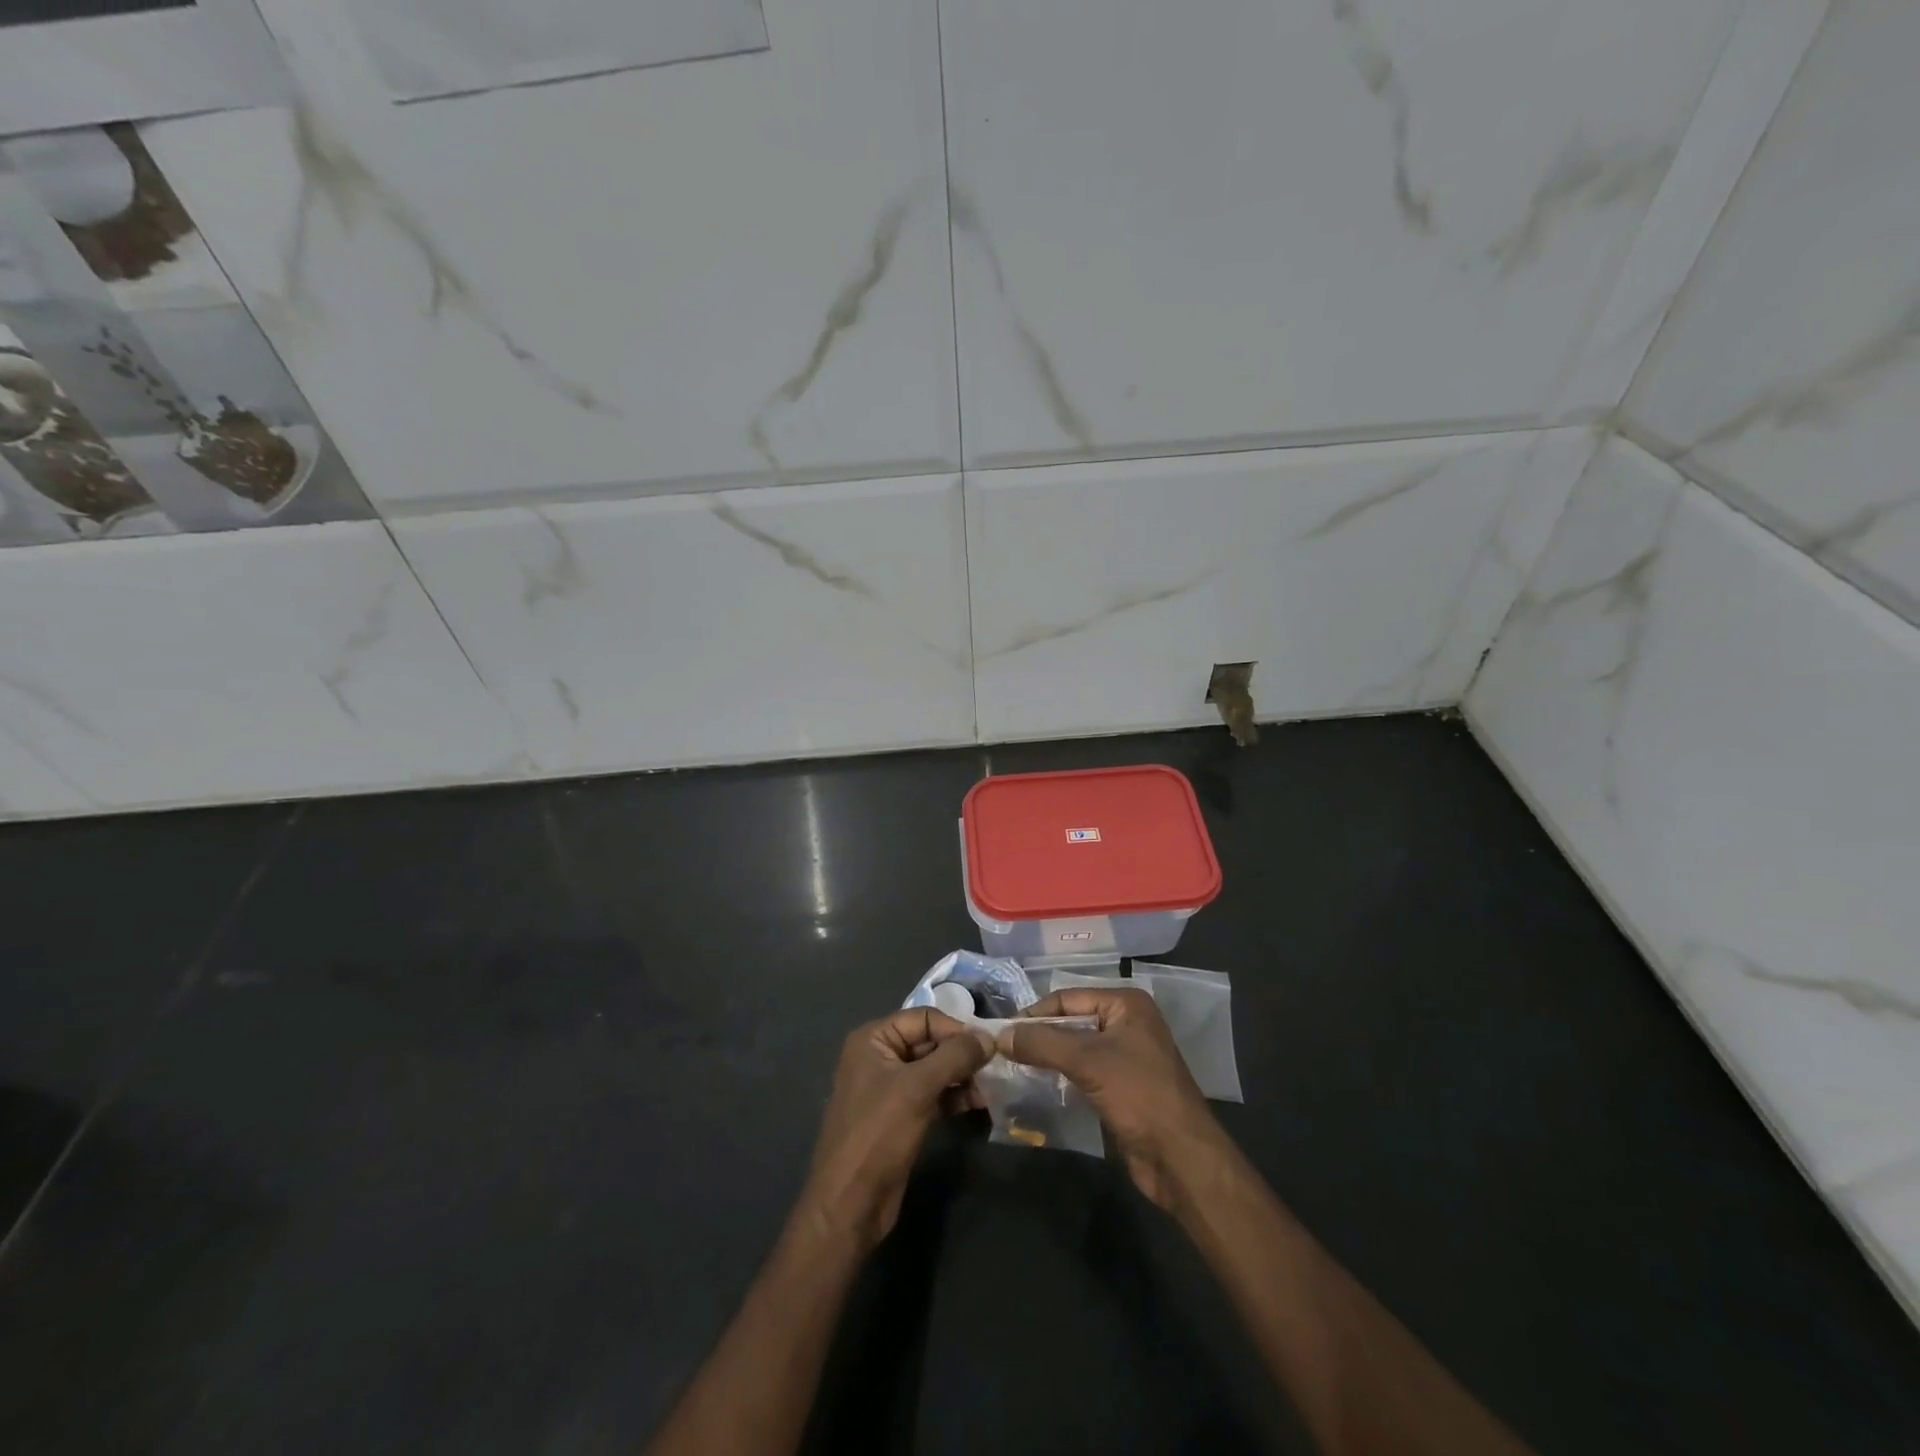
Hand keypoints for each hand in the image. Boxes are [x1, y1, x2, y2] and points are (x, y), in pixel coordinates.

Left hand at [799, 1008, 993, 1251]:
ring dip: (963, 1075)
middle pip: (930, 1042)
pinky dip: (955, 1095)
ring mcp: (891, 1088)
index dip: (956, 1028)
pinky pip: (934, 1094)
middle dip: (963, 1052)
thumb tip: (989, 1038)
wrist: (850, 1204)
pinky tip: (981, 1102)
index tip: (990, 1044)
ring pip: (935, 1070)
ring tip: (994, 1084)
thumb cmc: (877, 1134)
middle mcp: (880, 1057)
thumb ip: (955, 1057)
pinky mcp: (902, 1116)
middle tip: (998, 1064)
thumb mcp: (917, 1088)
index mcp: (873, 1039)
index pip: (924, 1018)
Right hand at [998, 988, 1227, 1210]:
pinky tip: (1038, 1084)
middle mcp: (1127, 1023)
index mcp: (1126, 1004)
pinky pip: (1083, 1072)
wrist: (1181, 1158)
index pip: (1068, 998)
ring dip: (1048, 1056)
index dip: (1034, 1013)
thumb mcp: (1088, 1062)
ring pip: (1075, 1048)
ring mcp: (1125, 1056)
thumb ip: (1042, 1044)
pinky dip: (1061, 1075)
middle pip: (1071, 1021)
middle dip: (1039, 1034)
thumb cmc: (1139, 1095)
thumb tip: (999, 1035)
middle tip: (1002, 1049)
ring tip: (1012, 1066)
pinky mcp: (1121, 1086)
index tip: (1001, 1032)